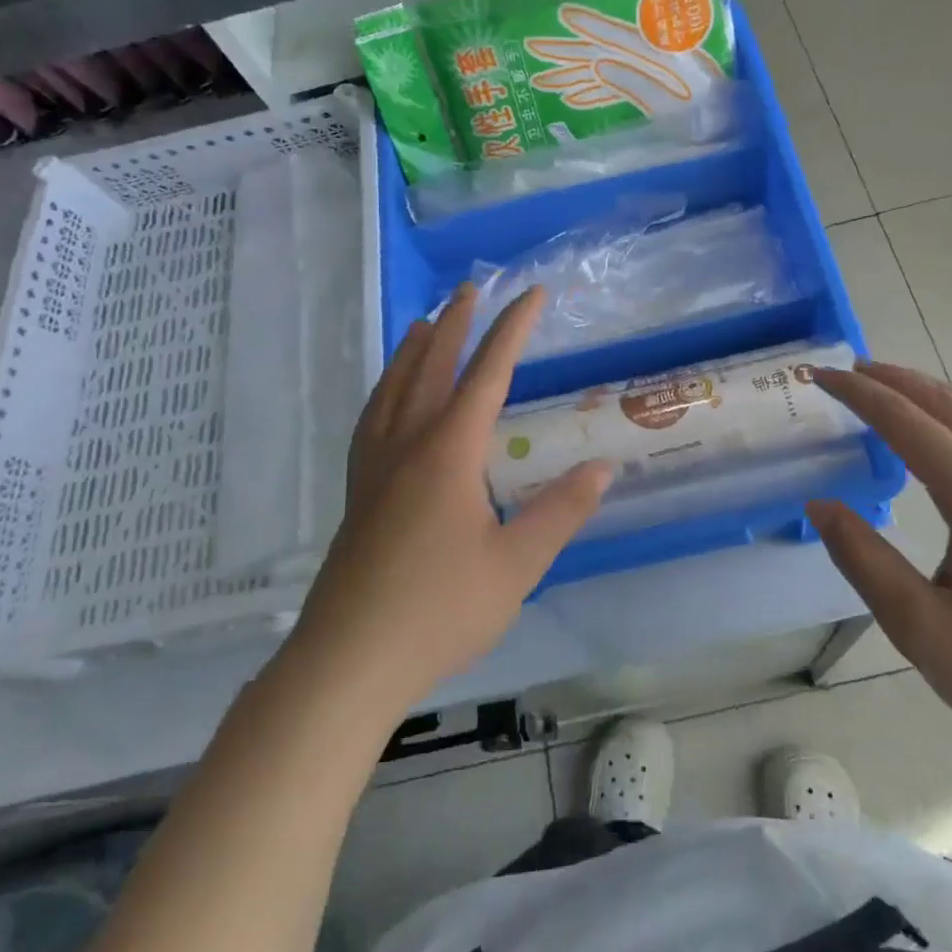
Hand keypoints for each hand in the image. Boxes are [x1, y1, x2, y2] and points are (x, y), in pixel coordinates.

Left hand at [285, 285, 613, 712]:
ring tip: (425, 324)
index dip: (512, 328)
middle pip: (432, 368)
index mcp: (448, 452)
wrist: (348, 661)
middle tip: (469, 289)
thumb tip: (603, 469)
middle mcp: (407, 445)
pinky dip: (386, 389)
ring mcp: (375, 467)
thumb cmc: (440, 610)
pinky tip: (389, 399)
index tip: (532, 293)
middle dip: (456, 325)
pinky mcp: (358, 492)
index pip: (487, 373)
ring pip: (393, 388)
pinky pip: (373, 418)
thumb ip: (561, 511)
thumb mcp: (517, 564)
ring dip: (413, 350)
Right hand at [806, 362, 951, 785]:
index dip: (860, 393)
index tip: (821, 375)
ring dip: (934, 394)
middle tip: (850, 371)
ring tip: (895, 391)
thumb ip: (865, 560)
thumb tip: (820, 505)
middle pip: (950, 405)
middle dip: (895, 380)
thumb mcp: (924, 630)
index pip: (907, 423)